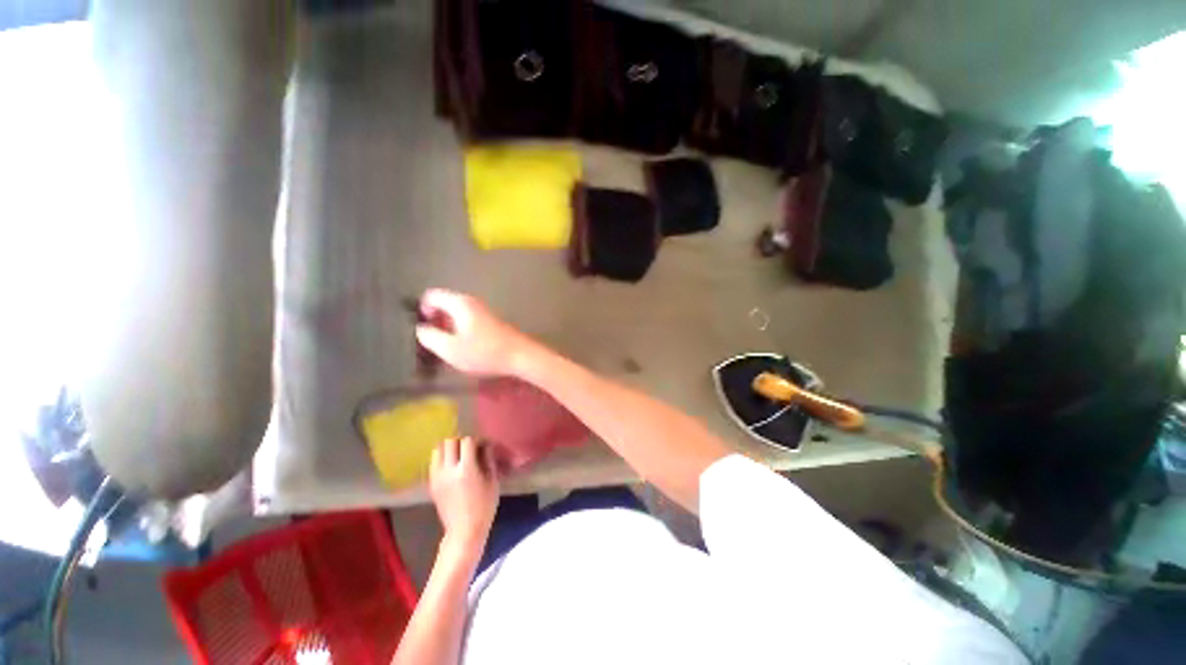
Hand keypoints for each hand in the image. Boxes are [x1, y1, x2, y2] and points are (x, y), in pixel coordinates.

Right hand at [416, 289, 536, 376]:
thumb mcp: (450, 349)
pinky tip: (465, 347)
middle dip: (435, 320)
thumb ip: (430, 337)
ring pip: (456, 313)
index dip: (422, 311)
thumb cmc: (484, 352)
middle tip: (434, 342)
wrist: (520, 355)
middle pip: (444, 303)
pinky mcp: (490, 320)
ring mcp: (482, 310)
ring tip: (449, 347)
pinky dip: (460, 329)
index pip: (431, 295)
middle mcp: (471, 302)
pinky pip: (467, 319)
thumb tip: (422, 328)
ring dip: (448, 327)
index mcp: (460, 303)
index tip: (425, 331)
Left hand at [429, 437, 499, 554]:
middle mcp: (448, 470)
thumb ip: (488, 459)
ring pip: (438, 449)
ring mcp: (437, 477)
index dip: (476, 440)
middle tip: (470, 447)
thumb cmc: (484, 506)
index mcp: (466, 469)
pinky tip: (452, 465)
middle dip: (460, 440)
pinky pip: (434, 461)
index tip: (483, 445)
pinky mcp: (431, 483)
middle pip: (449, 441)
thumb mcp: (492, 481)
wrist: (464, 531)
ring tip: (458, 454)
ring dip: (449, 447)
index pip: (467, 441)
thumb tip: (485, 444)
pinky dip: (442, 457)